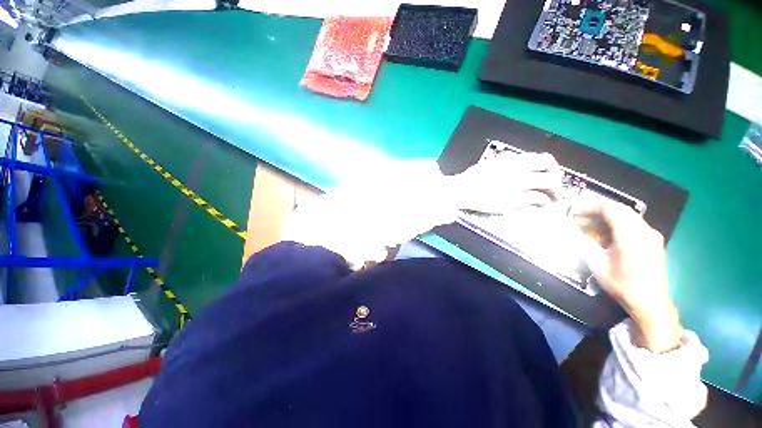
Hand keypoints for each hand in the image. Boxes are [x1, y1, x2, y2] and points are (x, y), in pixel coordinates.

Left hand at [453, 152, 562, 213]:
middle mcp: (517, 164)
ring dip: (541, 166)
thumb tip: (546, 199)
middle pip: (546, 160)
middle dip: (554, 172)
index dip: (557, 189)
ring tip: (538, 180)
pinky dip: (528, 164)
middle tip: (551, 185)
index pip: (549, 179)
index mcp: (520, 178)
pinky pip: (521, 157)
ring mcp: (507, 159)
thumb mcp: (505, 206)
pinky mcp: (499, 158)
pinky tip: (523, 175)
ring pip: (533, 156)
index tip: (555, 198)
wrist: (460, 189)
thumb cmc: (481, 200)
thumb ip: (527, 200)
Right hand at [578, 203, 681, 352]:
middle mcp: (645, 230)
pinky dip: (619, 223)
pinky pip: (634, 224)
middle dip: (599, 210)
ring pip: (628, 216)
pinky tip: (608, 233)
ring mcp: (652, 235)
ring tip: (592, 224)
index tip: (576, 210)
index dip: (591, 206)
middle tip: (581, 216)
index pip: (611, 209)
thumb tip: (572, 230)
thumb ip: (584, 243)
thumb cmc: (622, 284)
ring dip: (609, 216)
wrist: (651, 303)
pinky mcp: (654, 241)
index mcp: (630, 235)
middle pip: (620, 210)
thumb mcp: (597, 264)